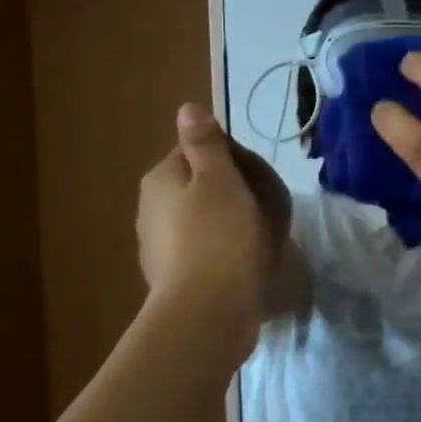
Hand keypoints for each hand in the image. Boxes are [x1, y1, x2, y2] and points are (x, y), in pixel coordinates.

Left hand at [136, 104, 291, 340]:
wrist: (208, 312)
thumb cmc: (219, 235)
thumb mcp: (219, 178)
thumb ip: (205, 143)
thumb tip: (187, 109)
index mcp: (160, 180)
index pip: (197, 151)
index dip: (232, 158)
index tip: (258, 175)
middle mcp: (152, 210)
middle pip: (202, 186)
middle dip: (235, 191)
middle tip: (268, 206)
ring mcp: (161, 248)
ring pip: (206, 219)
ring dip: (233, 222)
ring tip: (265, 237)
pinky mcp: (177, 279)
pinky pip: (208, 251)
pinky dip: (227, 251)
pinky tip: (249, 263)